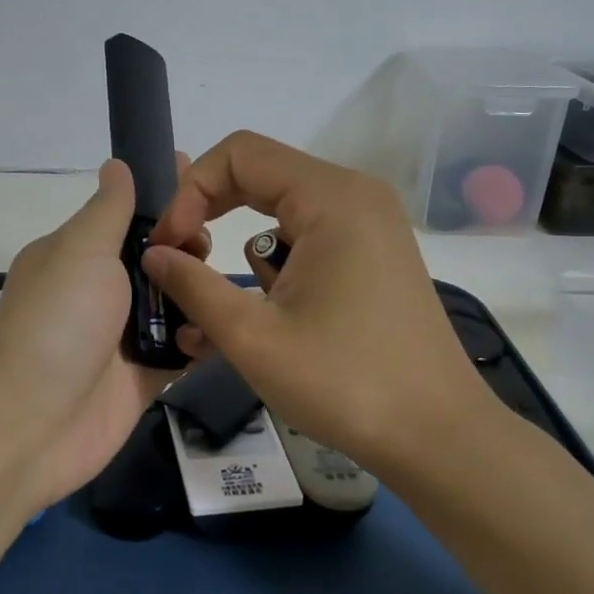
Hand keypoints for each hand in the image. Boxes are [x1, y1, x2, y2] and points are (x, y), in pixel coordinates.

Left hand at [0, 159, 195, 507]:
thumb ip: (109, 209)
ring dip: (200, 292)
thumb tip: (116, 163)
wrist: (30, 424)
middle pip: (159, 257)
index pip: (130, 214)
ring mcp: (121, 336)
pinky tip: (225, 326)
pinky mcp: (141, 377)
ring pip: (176, 303)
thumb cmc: (57, 321)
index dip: (165, 197)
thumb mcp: (81, 250)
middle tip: (204, 247)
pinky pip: (182, 349)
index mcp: (79, 254)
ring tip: (220, 287)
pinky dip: (202, 338)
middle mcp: (101, 290)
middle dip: (188, 246)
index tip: (204, 183)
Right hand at [142, 131, 500, 475]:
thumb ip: (193, 285)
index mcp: (331, 197)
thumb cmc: (346, 383)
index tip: (169, 245)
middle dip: (209, 215)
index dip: (191, 191)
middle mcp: (354, 195)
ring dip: (241, 251)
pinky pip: (306, 237)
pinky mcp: (372, 254)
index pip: (239, 154)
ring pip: (279, 211)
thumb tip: (153, 254)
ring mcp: (368, 224)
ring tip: (222, 309)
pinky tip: (261, 316)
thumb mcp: (254, 337)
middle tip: (180, 261)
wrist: (440, 438)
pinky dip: (274, 266)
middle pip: (259, 175)